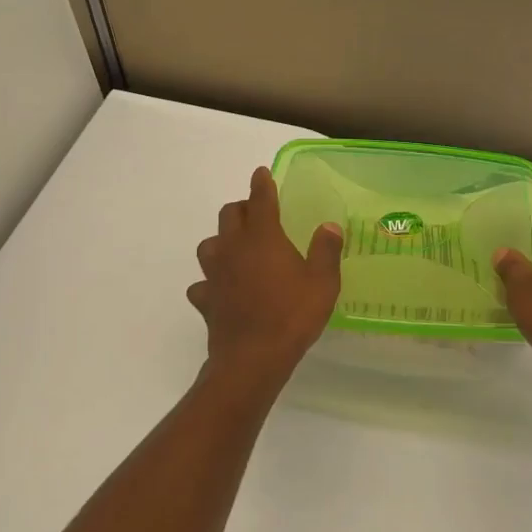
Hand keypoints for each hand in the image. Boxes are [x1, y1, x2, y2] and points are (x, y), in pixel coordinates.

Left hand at [188, 167, 342, 387]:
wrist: (252, 358)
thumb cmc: (292, 315)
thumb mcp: (322, 283)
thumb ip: (326, 251)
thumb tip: (329, 226)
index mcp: (262, 237)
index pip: (260, 199)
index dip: (261, 183)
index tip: (261, 173)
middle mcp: (234, 248)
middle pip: (229, 215)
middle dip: (242, 209)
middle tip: (257, 215)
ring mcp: (215, 274)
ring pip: (209, 244)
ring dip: (222, 241)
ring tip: (237, 249)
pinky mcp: (206, 299)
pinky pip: (203, 283)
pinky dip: (211, 282)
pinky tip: (221, 290)